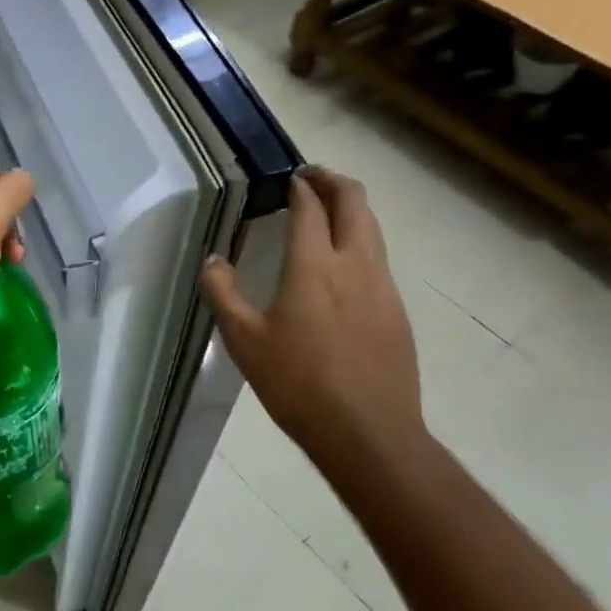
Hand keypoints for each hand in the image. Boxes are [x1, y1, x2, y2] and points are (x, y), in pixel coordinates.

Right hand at [199, 167, 425, 464]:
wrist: (368, 433)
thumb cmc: (298, 384)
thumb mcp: (244, 341)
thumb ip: (223, 293)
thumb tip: (213, 261)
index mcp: (314, 266)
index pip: (311, 207)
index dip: (300, 187)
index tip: (289, 178)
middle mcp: (355, 265)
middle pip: (355, 203)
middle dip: (334, 181)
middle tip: (312, 177)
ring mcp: (383, 287)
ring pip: (373, 228)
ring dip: (352, 209)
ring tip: (329, 212)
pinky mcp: (397, 311)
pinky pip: (380, 259)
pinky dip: (361, 241)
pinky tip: (344, 266)